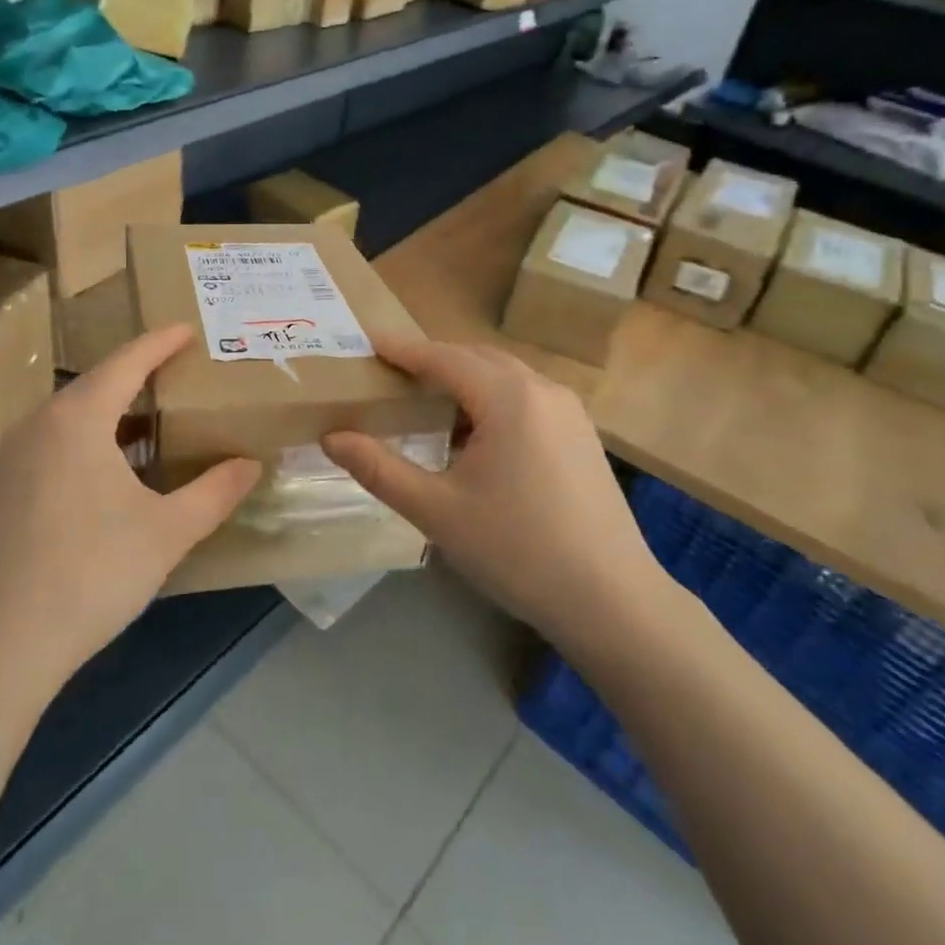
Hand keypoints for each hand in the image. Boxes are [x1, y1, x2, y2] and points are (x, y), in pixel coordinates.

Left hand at [0, 325, 261, 694]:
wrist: (0, 644)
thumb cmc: (92, 573)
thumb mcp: (168, 532)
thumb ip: (215, 492)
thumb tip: (252, 464)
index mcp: (77, 418)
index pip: (127, 362)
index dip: (161, 342)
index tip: (188, 328)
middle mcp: (38, 423)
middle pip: (95, 384)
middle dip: (138, 375)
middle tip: (178, 374)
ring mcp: (11, 457)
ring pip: (70, 416)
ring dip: (111, 411)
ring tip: (151, 420)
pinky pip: (51, 443)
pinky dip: (86, 440)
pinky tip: (107, 471)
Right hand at [322, 335, 668, 642]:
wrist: (612, 601)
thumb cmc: (516, 550)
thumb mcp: (436, 511)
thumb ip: (379, 469)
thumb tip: (331, 438)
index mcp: (508, 397)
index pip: (442, 357)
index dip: (402, 350)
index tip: (367, 342)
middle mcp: (542, 389)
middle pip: (476, 358)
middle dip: (432, 360)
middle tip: (390, 375)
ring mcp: (570, 412)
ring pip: (504, 376)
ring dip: (464, 380)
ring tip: (426, 402)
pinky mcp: (582, 435)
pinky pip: (526, 398)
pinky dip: (491, 400)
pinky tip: (474, 436)